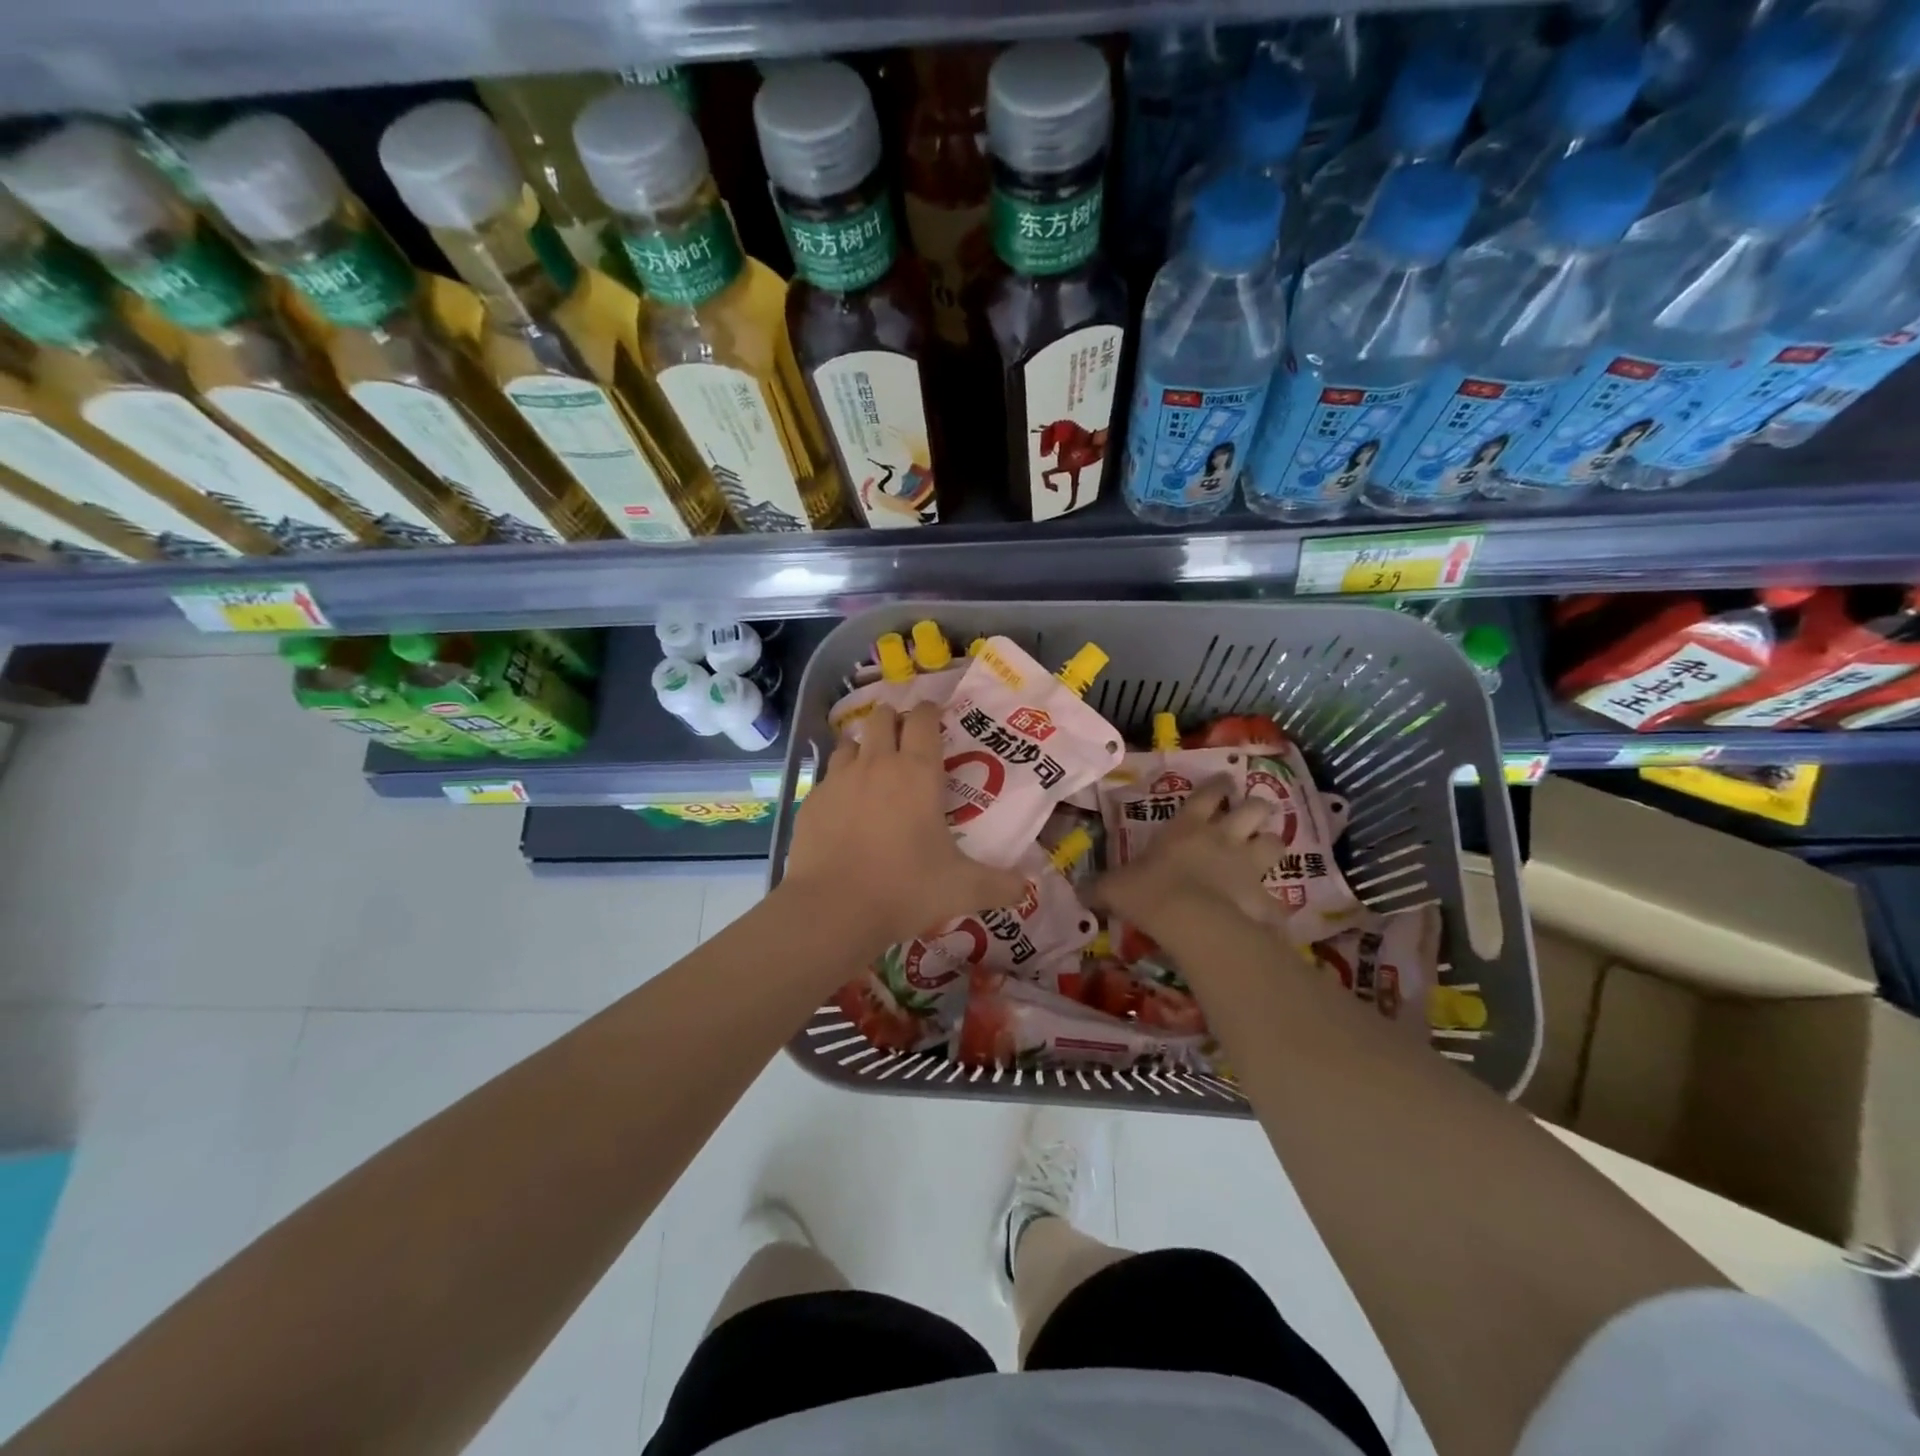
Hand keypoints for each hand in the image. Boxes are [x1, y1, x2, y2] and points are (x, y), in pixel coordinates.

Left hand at [782, 703, 1026, 947]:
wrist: (833, 908)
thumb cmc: (905, 888)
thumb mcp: (963, 889)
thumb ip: (1000, 885)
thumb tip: (1027, 889)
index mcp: (918, 773)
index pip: (923, 720)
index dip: (929, 711)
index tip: (934, 715)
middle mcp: (877, 764)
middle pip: (881, 718)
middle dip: (893, 719)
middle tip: (904, 738)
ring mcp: (839, 779)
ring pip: (850, 742)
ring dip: (863, 746)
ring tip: (872, 767)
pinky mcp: (811, 800)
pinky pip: (827, 777)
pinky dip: (838, 781)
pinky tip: (844, 806)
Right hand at [1090, 775, 1284, 938]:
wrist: (1193, 922)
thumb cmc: (1150, 892)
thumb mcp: (1115, 888)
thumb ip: (1100, 887)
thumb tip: (1078, 890)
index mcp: (1187, 827)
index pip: (1208, 794)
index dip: (1218, 785)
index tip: (1225, 781)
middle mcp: (1223, 838)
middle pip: (1253, 809)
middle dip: (1256, 807)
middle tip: (1254, 812)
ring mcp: (1248, 865)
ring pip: (1275, 841)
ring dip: (1272, 843)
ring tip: (1267, 849)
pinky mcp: (1264, 897)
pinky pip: (1276, 895)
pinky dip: (1273, 900)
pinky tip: (1269, 908)